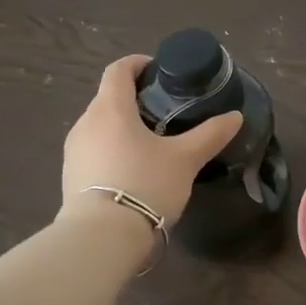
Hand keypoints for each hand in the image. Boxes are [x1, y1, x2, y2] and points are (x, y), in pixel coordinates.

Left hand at [58, 55, 242, 230]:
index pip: (118, 69)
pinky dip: (112, 149)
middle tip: (164, 110)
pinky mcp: (70, 177)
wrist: (101, 240)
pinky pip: (93, 150)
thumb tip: (235, 117)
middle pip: (108, 97)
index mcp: (111, 108)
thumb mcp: (185, 159)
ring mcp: (73, 152)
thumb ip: (210, 134)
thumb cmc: (144, 184)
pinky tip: (133, 169)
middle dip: (134, 98)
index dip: (138, 64)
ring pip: (100, 125)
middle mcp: (85, 123)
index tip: (160, 71)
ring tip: (151, 142)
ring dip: (122, 126)